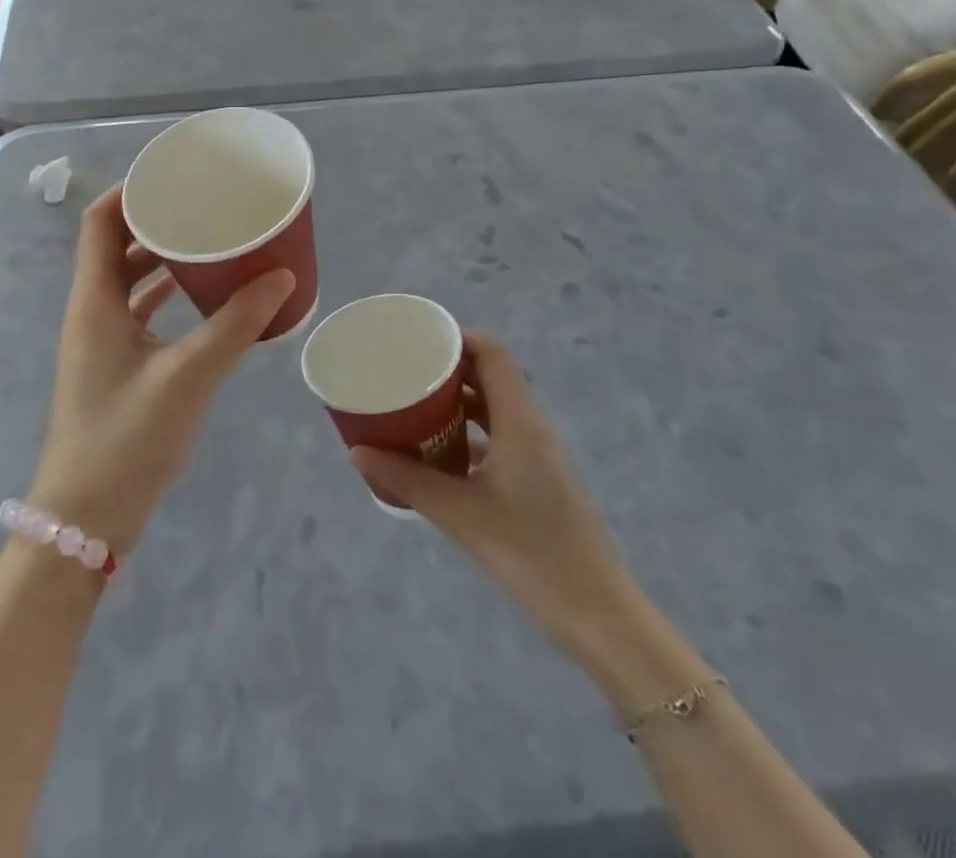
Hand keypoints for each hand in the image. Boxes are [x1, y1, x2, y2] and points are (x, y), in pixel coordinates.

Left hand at [29, 185, 295, 555]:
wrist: (86, 520)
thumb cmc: (127, 440)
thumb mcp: (188, 377)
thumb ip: (236, 326)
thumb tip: (281, 277)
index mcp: (95, 301)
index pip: (100, 222)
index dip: (131, 191)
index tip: (175, 176)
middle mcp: (92, 311)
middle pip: (116, 245)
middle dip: (156, 220)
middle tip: (204, 205)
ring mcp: (101, 340)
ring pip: (129, 279)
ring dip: (163, 257)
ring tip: (210, 240)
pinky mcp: (115, 365)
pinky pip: (139, 311)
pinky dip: (166, 294)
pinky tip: (204, 296)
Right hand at [351, 333, 638, 664]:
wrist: (598, 616)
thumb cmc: (531, 553)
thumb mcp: (460, 514)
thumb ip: (407, 480)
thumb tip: (357, 452)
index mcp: (520, 421)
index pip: (493, 355)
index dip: (458, 338)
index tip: (418, 340)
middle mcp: (532, 428)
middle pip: (491, 378)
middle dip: (449, 370)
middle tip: (405, 373)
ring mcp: (538, 456)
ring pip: (494, 411)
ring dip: (457, 405)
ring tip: (414, 409)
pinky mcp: (538, 481)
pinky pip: (499, 440)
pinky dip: (469, 436)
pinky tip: (438, 457)